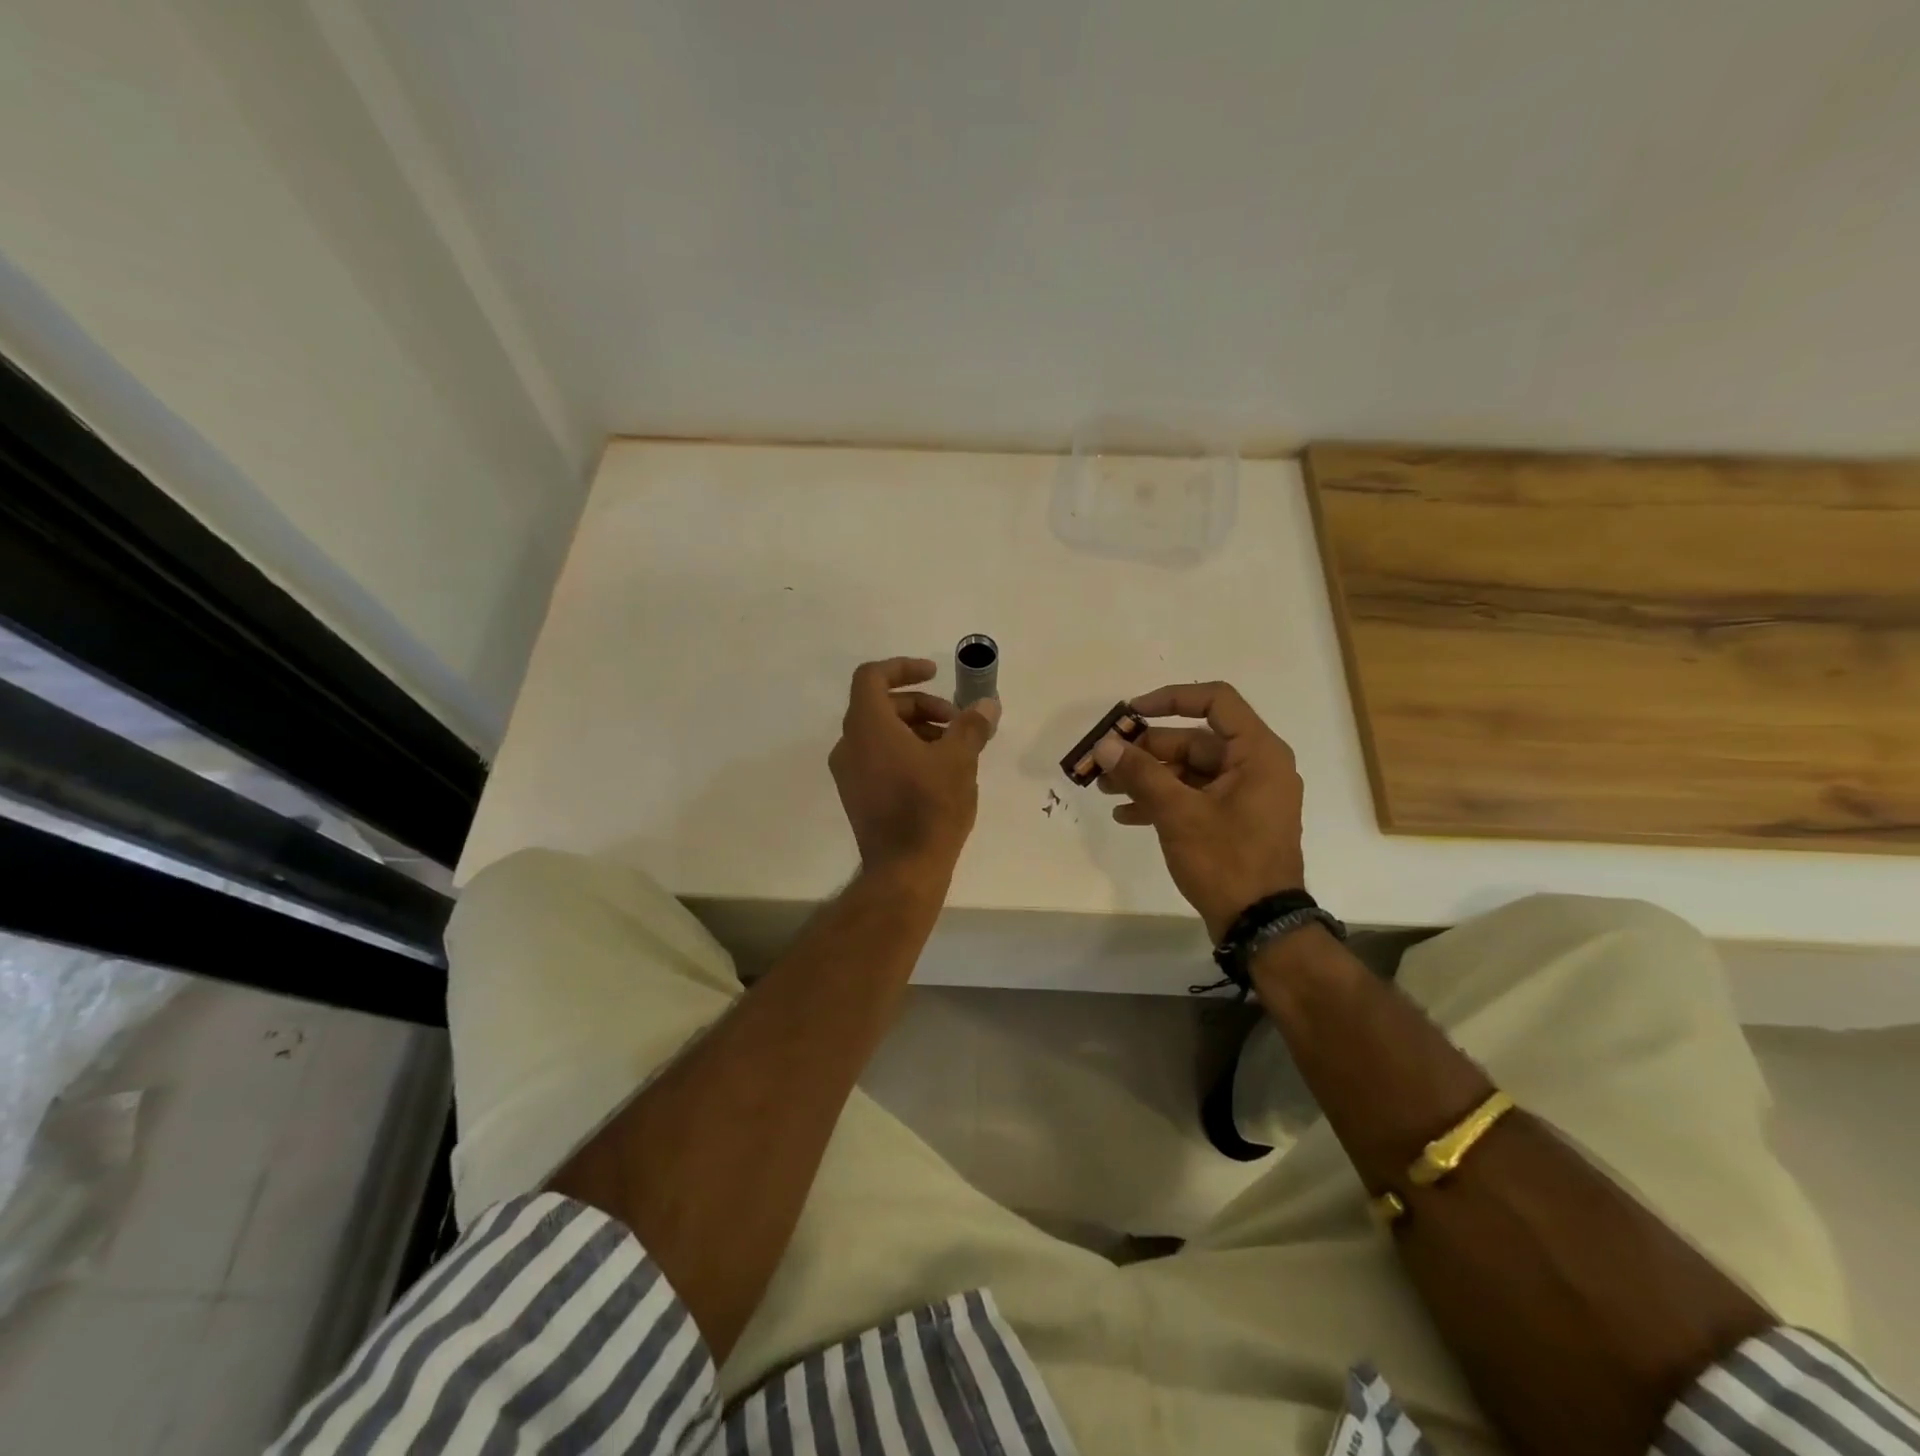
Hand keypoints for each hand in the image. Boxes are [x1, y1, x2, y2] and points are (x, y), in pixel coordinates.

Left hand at [829, 657, 999, 878]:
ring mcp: (849, 773)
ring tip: (953, 750)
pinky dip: (904, 751)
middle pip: (881, 705)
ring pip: (880, 733)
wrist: (904, 869)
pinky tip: (937, 773)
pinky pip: (877, 757)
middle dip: (922, 705)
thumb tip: (987, 704)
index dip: (903, 667)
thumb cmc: (930, 807)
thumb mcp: (959, 760)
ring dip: (916, 729)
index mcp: (867, 726)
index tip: (935, 673)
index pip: (872, 676)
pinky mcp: (856, 796)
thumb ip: (971, 726)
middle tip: (957, 723)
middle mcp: (849, 744)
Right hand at [1094, 682, 1304, 940]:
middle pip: (1194, 741)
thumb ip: (1140, 773)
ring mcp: (1245, 796)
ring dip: (1147, 777)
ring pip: (1189, 771)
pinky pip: (1194, 797)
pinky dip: (1163, 801)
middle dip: (1145, 750)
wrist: (1261, 925)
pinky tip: (1126, 815)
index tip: (1131, 713)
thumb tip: (1105, 744)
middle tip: (1104, 761)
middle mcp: (1255, 766)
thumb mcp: (1178, 812)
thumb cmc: (1226, 860)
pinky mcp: (1233, 821)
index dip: (1171, 698)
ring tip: (1105, 790)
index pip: (1215, 700)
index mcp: (1257, 753)